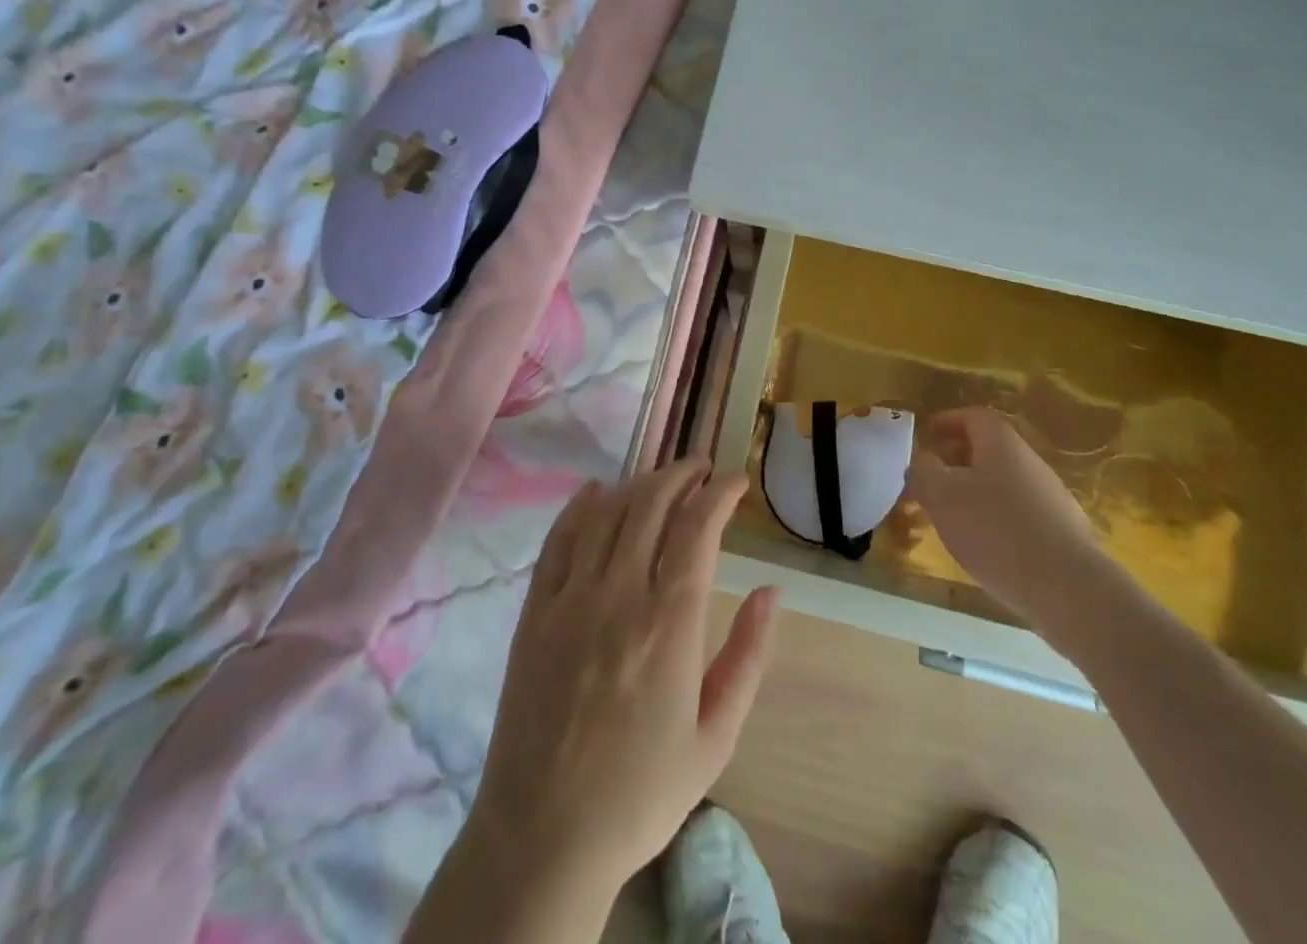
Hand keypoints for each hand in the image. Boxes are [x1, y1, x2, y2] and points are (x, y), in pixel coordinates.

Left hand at [463, 460, 779, 907]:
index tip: (735, 482)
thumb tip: (772, 590)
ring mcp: (570, 599)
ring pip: (607, 512)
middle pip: (651, 505)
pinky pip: (558, 540)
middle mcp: (619, 595)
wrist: (545, 836)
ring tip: (660, 479)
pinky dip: (579, 506)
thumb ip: (747, 656)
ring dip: (638, 484)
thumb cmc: (641, 792)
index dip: (719, 494)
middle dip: (680, 475)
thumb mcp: (715, 736)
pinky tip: (595, 492)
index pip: (698, 529)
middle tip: (700, 470)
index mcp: (669, 625)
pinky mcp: (535, 611)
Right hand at [907, 407, 1103, 638]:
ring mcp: (1051, 499)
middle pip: (988, 450)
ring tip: (950, 520)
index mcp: (1001, 444)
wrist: (1070, 590)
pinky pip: (1019, 515)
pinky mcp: (1062, 535)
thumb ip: (923, 473)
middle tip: (929, 482)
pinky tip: (984, 548)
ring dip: (973, 493)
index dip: (946, 421)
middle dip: (955, 461)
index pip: (973, 416)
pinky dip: (995, 521)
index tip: (925, 436)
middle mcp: (1030, 463)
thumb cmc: (997, 531)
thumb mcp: (943, 497)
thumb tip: (922, 461)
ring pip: (1002, 484)